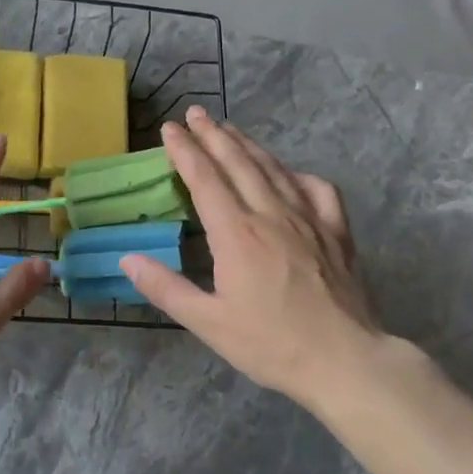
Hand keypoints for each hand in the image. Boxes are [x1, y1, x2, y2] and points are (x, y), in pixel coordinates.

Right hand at [120, 107, 422, 411]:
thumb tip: (127, 258)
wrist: (345, 360)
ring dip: (248, 144)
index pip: (204, 178)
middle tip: (195, 113)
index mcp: (236, 233)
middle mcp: (271, 214)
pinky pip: (316, 188)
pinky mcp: (337, 230)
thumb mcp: (208, 323)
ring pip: (273, 168)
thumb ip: (166, 288)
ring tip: (229, 128)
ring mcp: (309, 218)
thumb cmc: (272, 344)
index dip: (185, 150)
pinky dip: (297, 173)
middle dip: (213, 134)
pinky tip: (289, 173)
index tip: (170, 129)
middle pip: (237, 162)